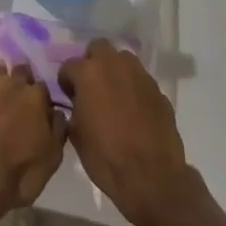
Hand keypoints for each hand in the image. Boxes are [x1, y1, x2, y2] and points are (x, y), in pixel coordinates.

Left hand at [0, 29, 65, 214]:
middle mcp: (10, 85)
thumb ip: (58, 131)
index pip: (42, 89)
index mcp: (35, 99)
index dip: (39, 99)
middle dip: (20, 81)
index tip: (38, 109)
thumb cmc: (16, 175)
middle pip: (19, 72)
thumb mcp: (50, 161)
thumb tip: (59, 112)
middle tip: (18, 96)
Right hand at [59, 39, 202, 225]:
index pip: (69, 66)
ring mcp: (139, 75)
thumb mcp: (76, 134)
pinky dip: (134, 89)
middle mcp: (114, 65)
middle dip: (92, 62)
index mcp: (88, 73)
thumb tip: (77, 103)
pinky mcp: (158, 90)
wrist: (151, 177)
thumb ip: (74, 108)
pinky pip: (140, 81)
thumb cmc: (105, 156)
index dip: (66, 82)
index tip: (69, 97)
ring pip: (123, 60)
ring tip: (114, 96)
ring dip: (115, 71)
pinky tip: (134, 111)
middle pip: (98, 48)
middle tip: (92, 87)